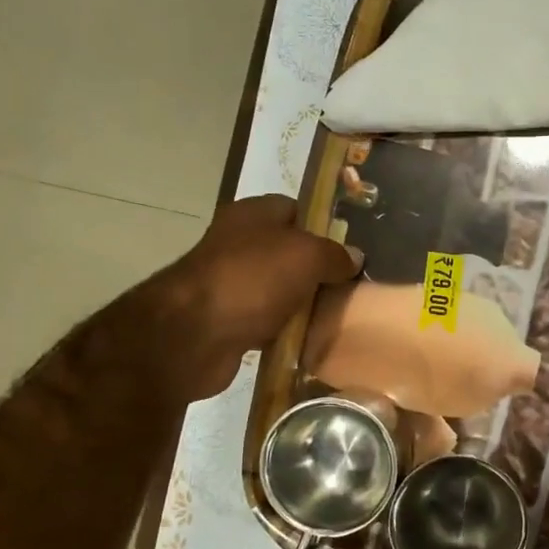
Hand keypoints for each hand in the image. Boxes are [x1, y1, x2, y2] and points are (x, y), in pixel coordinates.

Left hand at [159, 194, 362, 399]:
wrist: (193, 335)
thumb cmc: (251, 280)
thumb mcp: (306, 255)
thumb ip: (334, 254)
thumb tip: (355, 258)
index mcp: (252, 214)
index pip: (296, 209)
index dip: (325, 225)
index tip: (353, 248)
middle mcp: (239, 243)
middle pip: (291, 253)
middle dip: (320, 270)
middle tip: (353, 285)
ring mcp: (232, 283)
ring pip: (282, 290)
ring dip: (305, 304)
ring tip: (339, 315)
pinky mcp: (230, 320)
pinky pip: (270, 321)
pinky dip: (287, 330)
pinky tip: (311, 339)